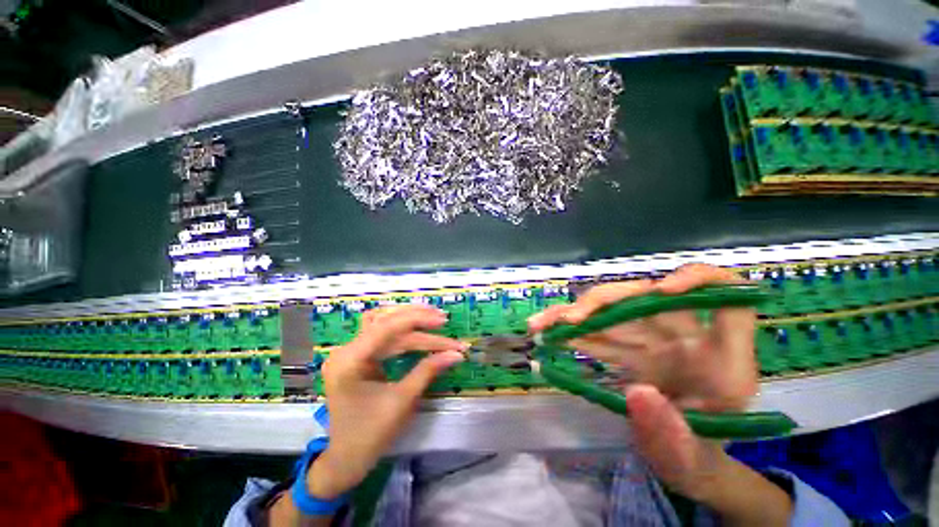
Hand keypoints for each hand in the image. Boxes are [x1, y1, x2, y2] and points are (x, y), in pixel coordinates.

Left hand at [307, 305, 466, 499]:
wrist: (346, 459)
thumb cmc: (371, 434)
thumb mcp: (402, 401)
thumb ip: (428, 370)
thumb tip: (456, 354)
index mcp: (349, 361)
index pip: (386, 328)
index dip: (417, 321)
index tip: (442, 321)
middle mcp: (346, 350)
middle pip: (386, 323)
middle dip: (417, 320)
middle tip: (442, 318)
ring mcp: (350, 351)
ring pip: (384, 325)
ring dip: (410, 321)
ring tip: (433, 318)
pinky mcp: (358, 356)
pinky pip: (382, 335)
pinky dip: (402, 330)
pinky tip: (417, 327)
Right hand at [527, 264, 758, 497]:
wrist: (682, 458)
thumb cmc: (698, 457)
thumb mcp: (695, 458)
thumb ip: (673, 436)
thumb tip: (637, 392)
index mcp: (720, 358)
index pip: (728, 297)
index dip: (700, 280)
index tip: (662, 291)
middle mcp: (684, 336)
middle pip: (645, 296)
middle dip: (604, 301)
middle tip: (569, 320)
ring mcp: (649, 338)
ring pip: (610, 309)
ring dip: (573, 313)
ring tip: (541, 324)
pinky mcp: (625, 346)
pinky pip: (595, 331)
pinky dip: (569, 331)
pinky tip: (546, 333)